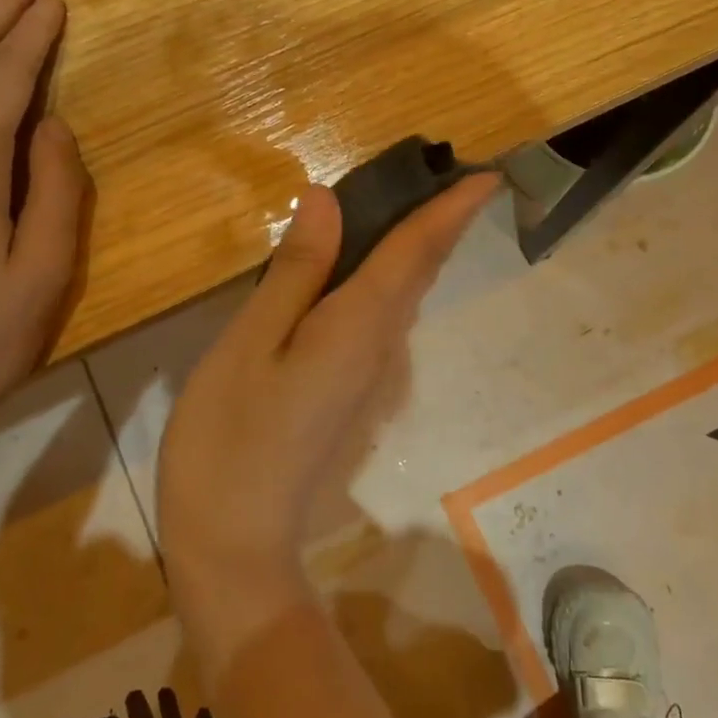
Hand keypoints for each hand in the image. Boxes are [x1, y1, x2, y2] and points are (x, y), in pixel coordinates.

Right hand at [156, 174, 495, 661]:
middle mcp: (380, 346)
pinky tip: (365, 264)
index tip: (487, 176)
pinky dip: (389, 278)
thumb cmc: (230, 436)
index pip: (415, 252)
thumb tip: (328, 201)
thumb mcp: (251, 343)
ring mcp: (370, 374)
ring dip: (419, 248)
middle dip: (444, 223)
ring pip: (404, 296)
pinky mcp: (352, 391)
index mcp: (359, 325)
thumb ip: (295, 271)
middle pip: (420, 272)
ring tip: (415, 203)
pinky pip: (383, 318)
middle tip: (451, 176)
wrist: (236, 541)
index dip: (450, 211)